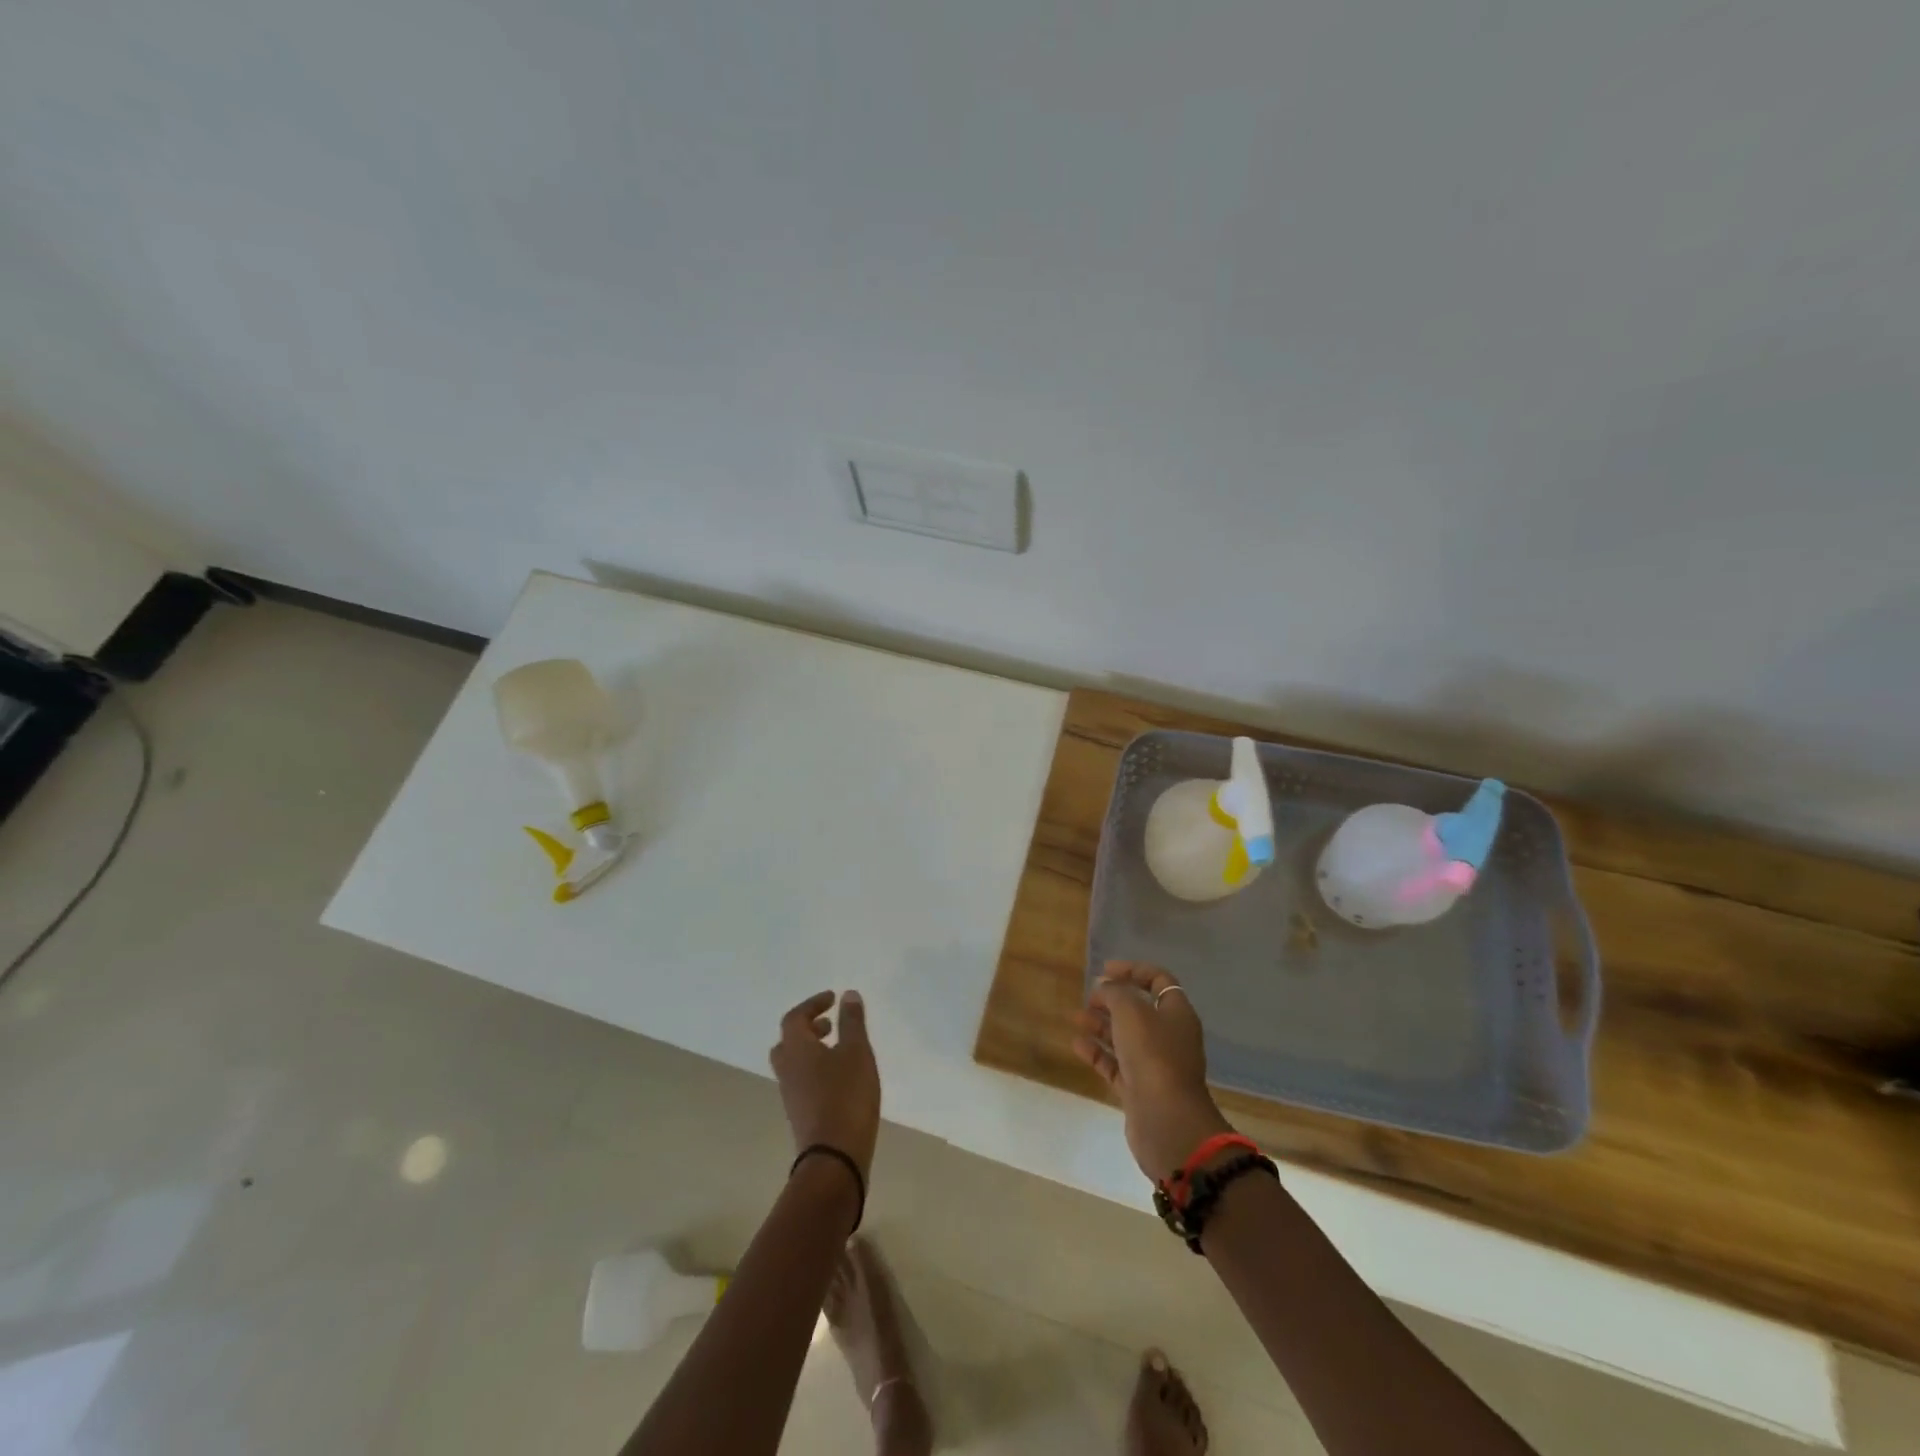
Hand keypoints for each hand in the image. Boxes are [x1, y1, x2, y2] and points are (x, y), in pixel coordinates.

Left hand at [770, 990, 880, 1178]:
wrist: (834, 1158)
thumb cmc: (846, 1096)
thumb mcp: (856, 1052)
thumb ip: (852, 1022)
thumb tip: (848, 995)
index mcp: (796, 1049)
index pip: (795, 1017)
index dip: (812, 1004)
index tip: (833, 998)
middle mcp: (787, 1069)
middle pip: (789, 1040)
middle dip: (808, 1028)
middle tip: (830, 1024)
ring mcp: (790, 1094)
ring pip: (794, 1062)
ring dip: (812, 1049)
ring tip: (839, 1049)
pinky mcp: (800, 1113)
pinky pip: (802, 1080)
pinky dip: (816, 1068)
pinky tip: (840, 1077)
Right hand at [1072, 961, 1232, 1181]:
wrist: (1167, 1121)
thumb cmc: (1153, 1055)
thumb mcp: (1131, 1011)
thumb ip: (1115, 992)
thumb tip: (1105, 987)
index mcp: (1177, 1013)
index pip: (1159, 981)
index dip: (1133, 970)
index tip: (1105, 969)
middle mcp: (1168, 1036)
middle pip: (1139, 1010)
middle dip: (1113, 999)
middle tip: (1089, 996)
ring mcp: (1154, 1064)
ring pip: (1124, 1037)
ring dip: (1101, 1024)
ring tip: (1075, 1017)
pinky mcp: (1138, 1089)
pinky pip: (1115, 1064)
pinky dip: (1097, 1052)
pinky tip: (1076, 1044)